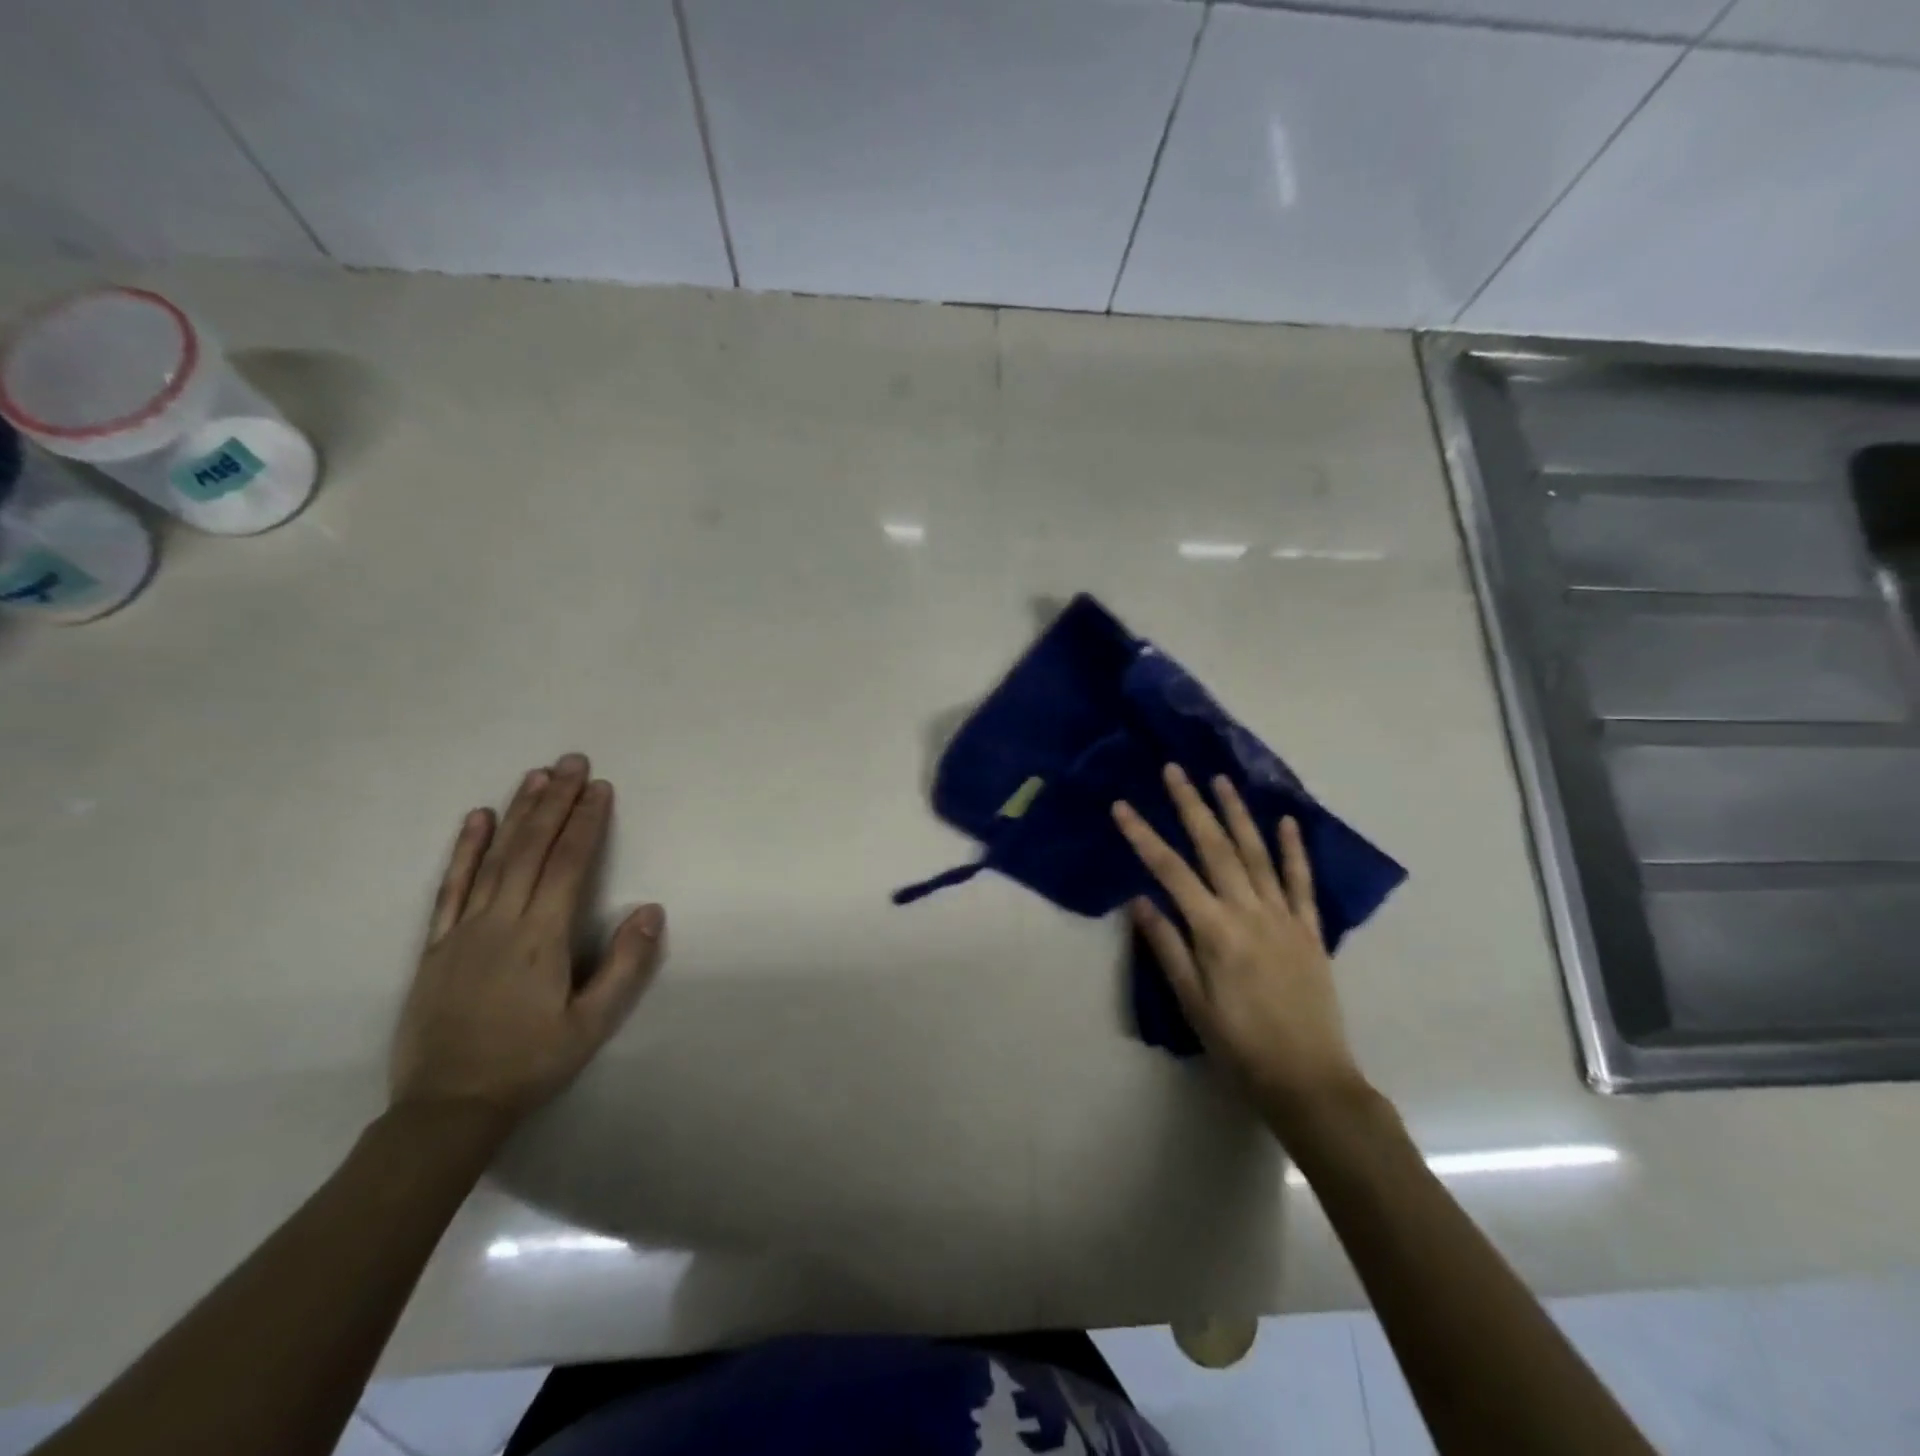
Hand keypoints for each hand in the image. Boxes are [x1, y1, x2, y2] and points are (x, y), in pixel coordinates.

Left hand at [391, 753, 665, 1125]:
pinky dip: (465, 849)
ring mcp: (462, 929)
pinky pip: (451, 886)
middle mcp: (501, 921)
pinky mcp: (436, 944)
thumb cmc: (530, 1063)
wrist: (446, 1108)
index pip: (568, 864)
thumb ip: (625, 966)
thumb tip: (651, 909)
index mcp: (541, 938)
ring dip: (518, 812)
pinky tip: (477, 818)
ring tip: (536, 775)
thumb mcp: (591, 1024)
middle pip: (532, 849)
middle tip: (573, 761)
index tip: (600, 787)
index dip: (586, 822)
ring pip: (495, 858)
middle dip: (556, 801)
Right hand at [1113, 764, 1367, 1126]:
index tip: (1122, 806)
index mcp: (1215, 931)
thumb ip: (1167, 947)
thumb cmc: (1239, 1046)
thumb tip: (1140, 901)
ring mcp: (1284, 917)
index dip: (1144, 836)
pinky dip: (1293, 849)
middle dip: (1191, 806)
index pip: (1171, 871)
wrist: (1308, 1080)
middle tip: (1174, 770)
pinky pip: (1301, 882)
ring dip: (1237, 814)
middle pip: (1215, 848)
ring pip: (1257, 854)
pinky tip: (1285, 822)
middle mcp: (1249, 912)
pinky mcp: (1310, 930)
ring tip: (1221, 780)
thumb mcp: (1192, 1003)